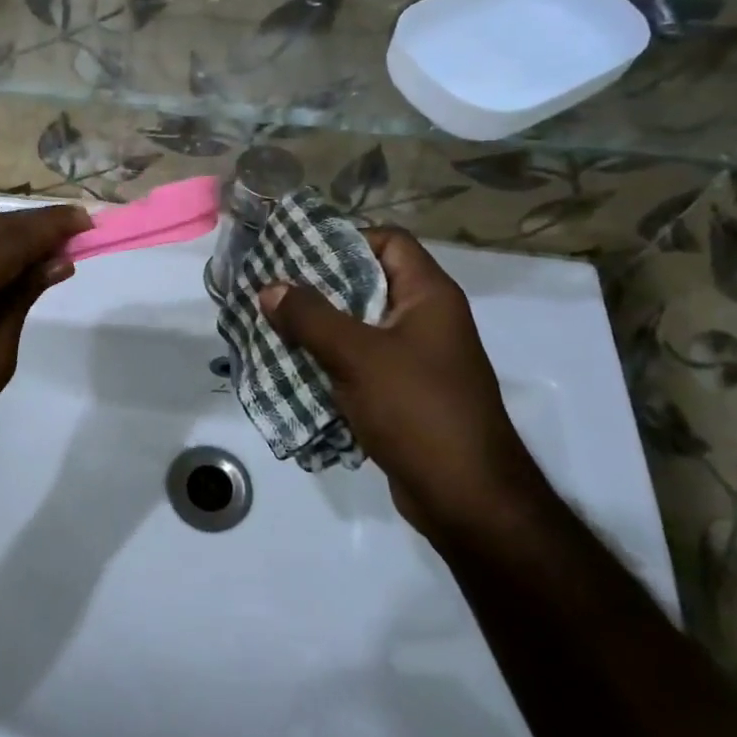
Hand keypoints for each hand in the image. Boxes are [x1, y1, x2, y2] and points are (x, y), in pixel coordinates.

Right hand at [259, 227, 549, 540]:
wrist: (466, 498)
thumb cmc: (417, 410)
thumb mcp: (357, 355)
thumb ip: (311, 317)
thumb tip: (271, 288)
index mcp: (428, 295)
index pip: (389, 241)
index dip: (346, 239)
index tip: (299, 253)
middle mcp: (426, 319)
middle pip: (368, 283)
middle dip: (319, 287)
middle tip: (273, 289)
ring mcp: (417, 359)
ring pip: (359, 326)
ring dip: (319, 328)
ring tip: (272, 326)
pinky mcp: (404, 393)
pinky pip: (360, 363)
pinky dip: (329, 361)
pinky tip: (293, 367)